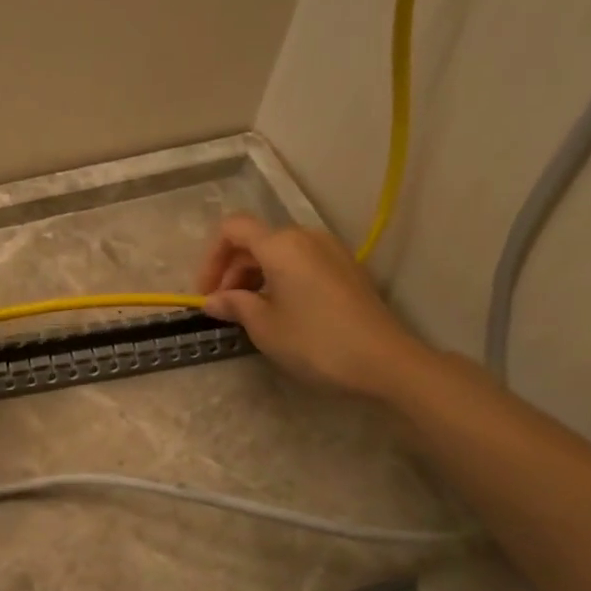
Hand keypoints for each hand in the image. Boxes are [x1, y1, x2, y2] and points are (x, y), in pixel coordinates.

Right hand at [195, 214, 426, 399]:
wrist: (385, 361)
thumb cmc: (315, 341)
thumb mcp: (264, 326)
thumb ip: (234, 305)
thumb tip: (213, 300)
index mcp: (280, 244)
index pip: (232, 229)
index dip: (211, 258)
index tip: (206, 293)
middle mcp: (305, 237)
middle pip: (255, 241)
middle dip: (232, 271)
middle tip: (225, 309)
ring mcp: (330, 251)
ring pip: (279, 253)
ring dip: (255, 276)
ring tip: (250, 313)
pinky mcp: (346, 269)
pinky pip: (301, 263)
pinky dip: (281, 280)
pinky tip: (281, 312)